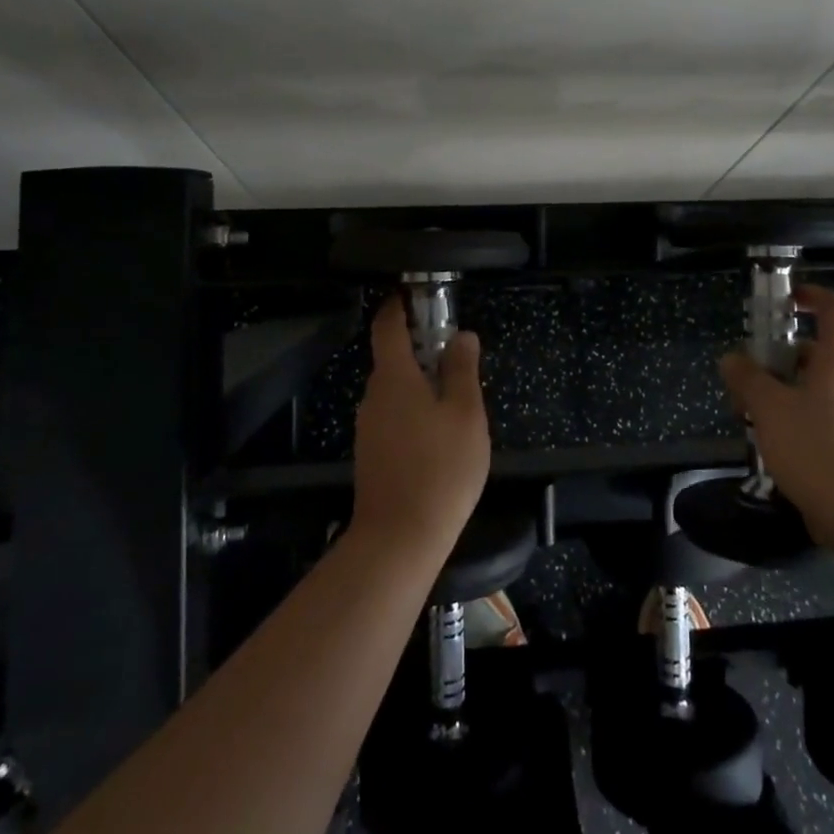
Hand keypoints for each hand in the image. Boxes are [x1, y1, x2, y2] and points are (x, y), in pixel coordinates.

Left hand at [351, 295, 490, 558]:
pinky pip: (394, 416)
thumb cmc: (440, 467)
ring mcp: (369, 426)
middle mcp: (373, 395)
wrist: (399, 538)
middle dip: (421, 349)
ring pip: (395, 390)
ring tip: (457, 399)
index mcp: (394, 377)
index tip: (415, 294)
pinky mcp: (372, 453)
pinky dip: (414, 410)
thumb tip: (461, 335)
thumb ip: (462, 369)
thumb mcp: (465, 413)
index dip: (398, 305)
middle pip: (393, 358)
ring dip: (420, 383)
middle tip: (457, 356)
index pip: (386, 326)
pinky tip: (439, 434)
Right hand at [718, 285, 833, 549]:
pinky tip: (770, 446)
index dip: (813, 296)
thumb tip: (732, 358)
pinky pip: (819, 418)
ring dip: (780, 394)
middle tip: (746, 378)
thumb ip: (747, 378)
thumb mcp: (769, 408)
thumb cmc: (816, 448)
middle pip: (815, 353)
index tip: (785, 299)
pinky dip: (793, 421)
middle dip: (778, 359)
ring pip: (813, 389)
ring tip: (749, 417)